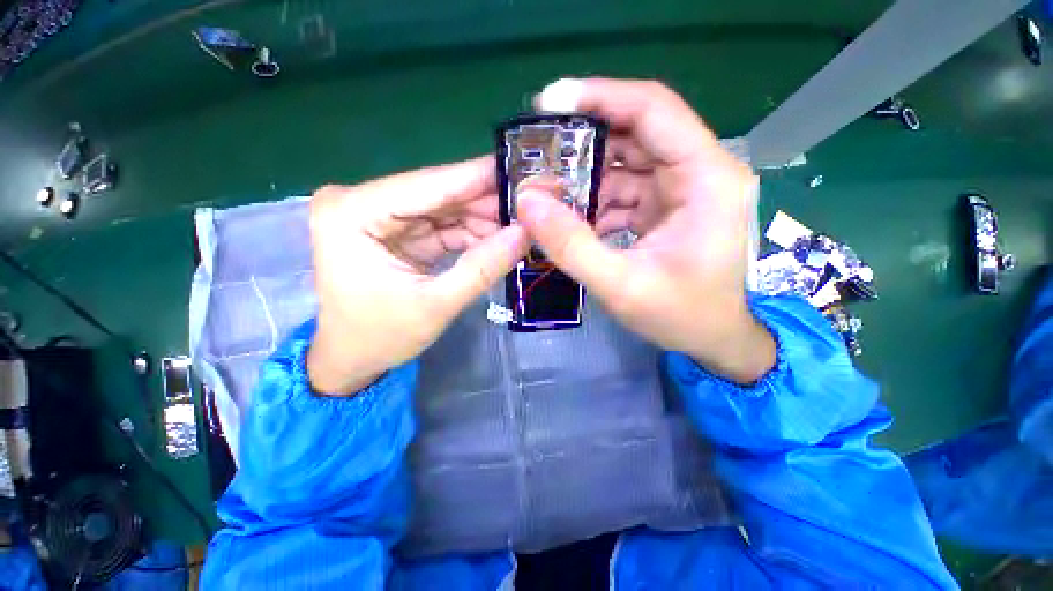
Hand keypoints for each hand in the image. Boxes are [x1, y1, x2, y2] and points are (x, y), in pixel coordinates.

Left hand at [307, 156, 528, 394]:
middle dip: (487, 201)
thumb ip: (482, 268)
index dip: (479, 177)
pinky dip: (472, 233)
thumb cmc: (380, 337)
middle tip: (532, 204)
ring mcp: (379, 214)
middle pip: (439, 193)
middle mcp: (361, 201)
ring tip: (523, 223)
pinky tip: (500, 238)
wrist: (352, 358)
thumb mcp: (435, 306)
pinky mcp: (397, 230)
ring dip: (484, 218)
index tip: (523, 168)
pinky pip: (444, 224)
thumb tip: (524, 233)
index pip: (428, 184)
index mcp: (352, 212)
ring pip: (446, 207)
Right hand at [518, 79, 774, 383]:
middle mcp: (699, 172)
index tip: (549, 103)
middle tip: (537, 154)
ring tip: (545, 192)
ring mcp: (682, 189)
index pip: (653, 111)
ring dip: (585, 177)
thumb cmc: (682, 316)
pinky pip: (625, 190)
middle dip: (583, 143)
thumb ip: (573, 246)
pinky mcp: (667, 207)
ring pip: (625, 163)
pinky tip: (571, 217)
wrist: (714, 338)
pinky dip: (595, 200)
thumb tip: (527, 202)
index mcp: (706, 179)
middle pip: (635, 134)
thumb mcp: (622, 287)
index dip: (600, 97)